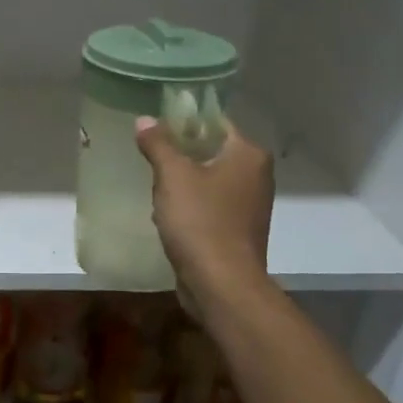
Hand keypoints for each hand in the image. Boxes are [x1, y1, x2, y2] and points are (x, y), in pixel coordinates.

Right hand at [135, 116, 273, 311]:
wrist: (222, 283)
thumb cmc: (200, 221)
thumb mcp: (172, 176)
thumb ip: (158, 144)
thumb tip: (144, 119)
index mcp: (249, 155)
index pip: (216, 123)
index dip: (185, 121)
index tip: (156, 127)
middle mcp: (257, 175)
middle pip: (212, 151)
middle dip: (181, 154)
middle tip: (150, 156)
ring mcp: (250, 205)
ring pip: (210, 180)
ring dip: (183, 182)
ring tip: (154, 186)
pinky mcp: (239, 230)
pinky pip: (211, 205)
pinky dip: (191, 206)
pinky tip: (168, 214)